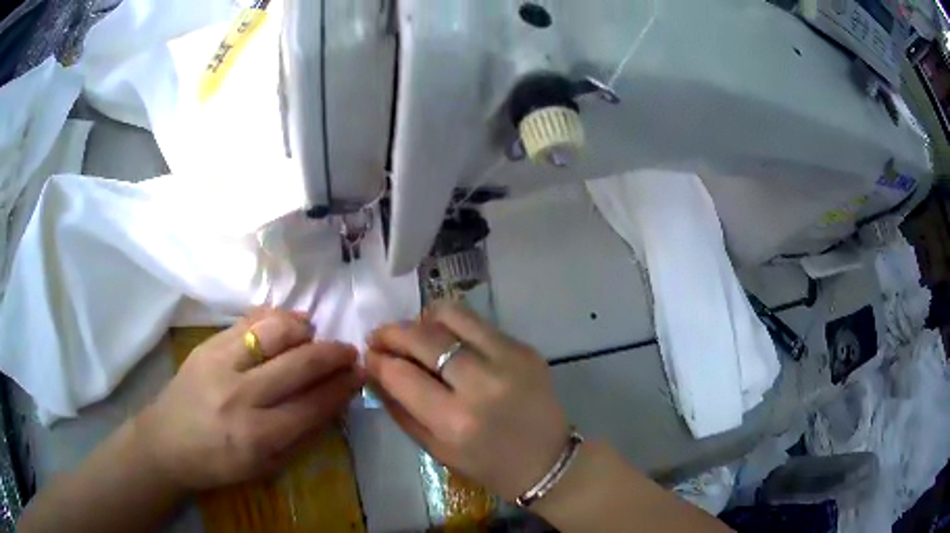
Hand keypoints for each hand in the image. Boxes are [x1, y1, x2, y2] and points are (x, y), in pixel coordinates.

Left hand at [137, 308, 363, 490]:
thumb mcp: (264, 467)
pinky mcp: (207, 345)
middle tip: (348, 351)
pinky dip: (273, 317)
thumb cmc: (218, 463)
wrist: (166, 441)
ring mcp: (220, 365)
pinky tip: (287, 321)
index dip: (341, 387)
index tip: (359, 374)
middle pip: (299, 365)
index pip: (313, 405)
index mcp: (258, 437)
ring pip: (273, 333)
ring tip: (313, 332)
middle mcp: (241, 396)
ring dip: (302, 329)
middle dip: (332, 354)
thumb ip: (299, 435)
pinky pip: (247, 322)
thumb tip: (331, 402)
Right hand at [366, 302, 569, 501]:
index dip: (378, 360)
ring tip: (414, 333)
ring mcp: (509, 359)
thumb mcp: (435, 448)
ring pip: (452, 315)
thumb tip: (374, 371)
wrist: (547, 460)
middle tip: (380, 337)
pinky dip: (453, 325)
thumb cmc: (487, 464)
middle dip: (392, 332)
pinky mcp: (525, 348)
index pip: (402, 374)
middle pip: (424, 337)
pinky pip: (478, 323)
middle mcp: (482, 383)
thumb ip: (399, 408)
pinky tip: (447, 340)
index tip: (368, 355)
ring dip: (423, 319)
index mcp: (456, 420)